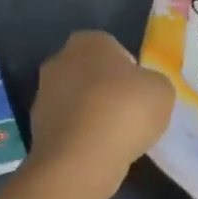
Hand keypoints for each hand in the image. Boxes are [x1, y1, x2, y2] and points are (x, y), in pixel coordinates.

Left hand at [28, 32, 174, 197]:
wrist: (82, 157)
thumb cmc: (125, 110)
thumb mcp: (161, 89)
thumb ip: (151, 82)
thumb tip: (142, 89)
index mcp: (88, 41)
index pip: (112, 48)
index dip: (129, 70)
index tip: (140, 93)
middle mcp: (59, 60)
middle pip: (90, 73)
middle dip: (105, 90)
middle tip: (128, 114)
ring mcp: (43, 94)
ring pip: (76, 101)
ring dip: (90, 114)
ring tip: (114, 138)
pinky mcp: (36, 127)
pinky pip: (67, 126)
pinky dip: (79, 136)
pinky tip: (96, 151)